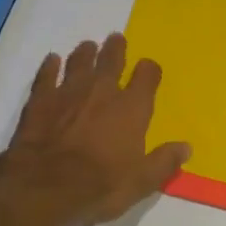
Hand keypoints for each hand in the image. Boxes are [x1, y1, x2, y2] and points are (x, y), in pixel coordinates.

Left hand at [3, 34, 190, 225]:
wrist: (46, 186)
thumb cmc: (101, 186)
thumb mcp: (141, 182)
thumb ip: (164, 162)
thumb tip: (186, 147)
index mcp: (131, 108)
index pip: (146, 77)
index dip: (149, 70)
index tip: (148, 69)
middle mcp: (102, 91)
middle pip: (111, 60)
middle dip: (115, 49)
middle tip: (115, 39)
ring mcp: (68, 92)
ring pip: (79, 62)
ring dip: (85, 53)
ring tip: (88, 46)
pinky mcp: (40, 100)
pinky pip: (46, 75)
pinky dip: (50, 67)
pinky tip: (51, 61)